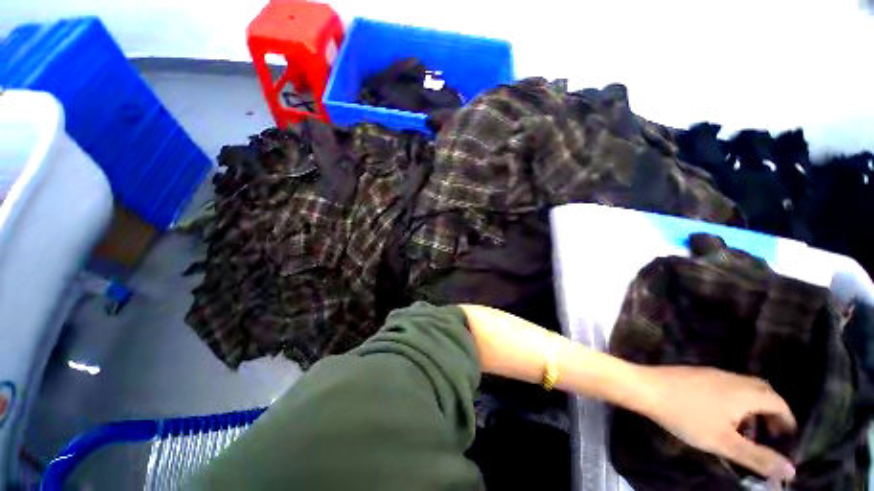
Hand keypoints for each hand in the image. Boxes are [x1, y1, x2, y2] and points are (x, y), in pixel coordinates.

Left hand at [637, 366, 796, 482]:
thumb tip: (791, 471)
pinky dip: (735, 401)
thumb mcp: (725, 443)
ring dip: (752, 408)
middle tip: (769, 435)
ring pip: (744, 389)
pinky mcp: (697, 373)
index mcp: (745, 392)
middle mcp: (732, 378)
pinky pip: (727, 386)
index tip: (787, 438)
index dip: (787, 420)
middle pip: (763, 392)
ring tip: (744, 431)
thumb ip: (758, 458)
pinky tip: (721, 416)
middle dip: (772, 413)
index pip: (778, 402)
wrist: (646, 388)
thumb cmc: (686, 416)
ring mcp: (712, 373)